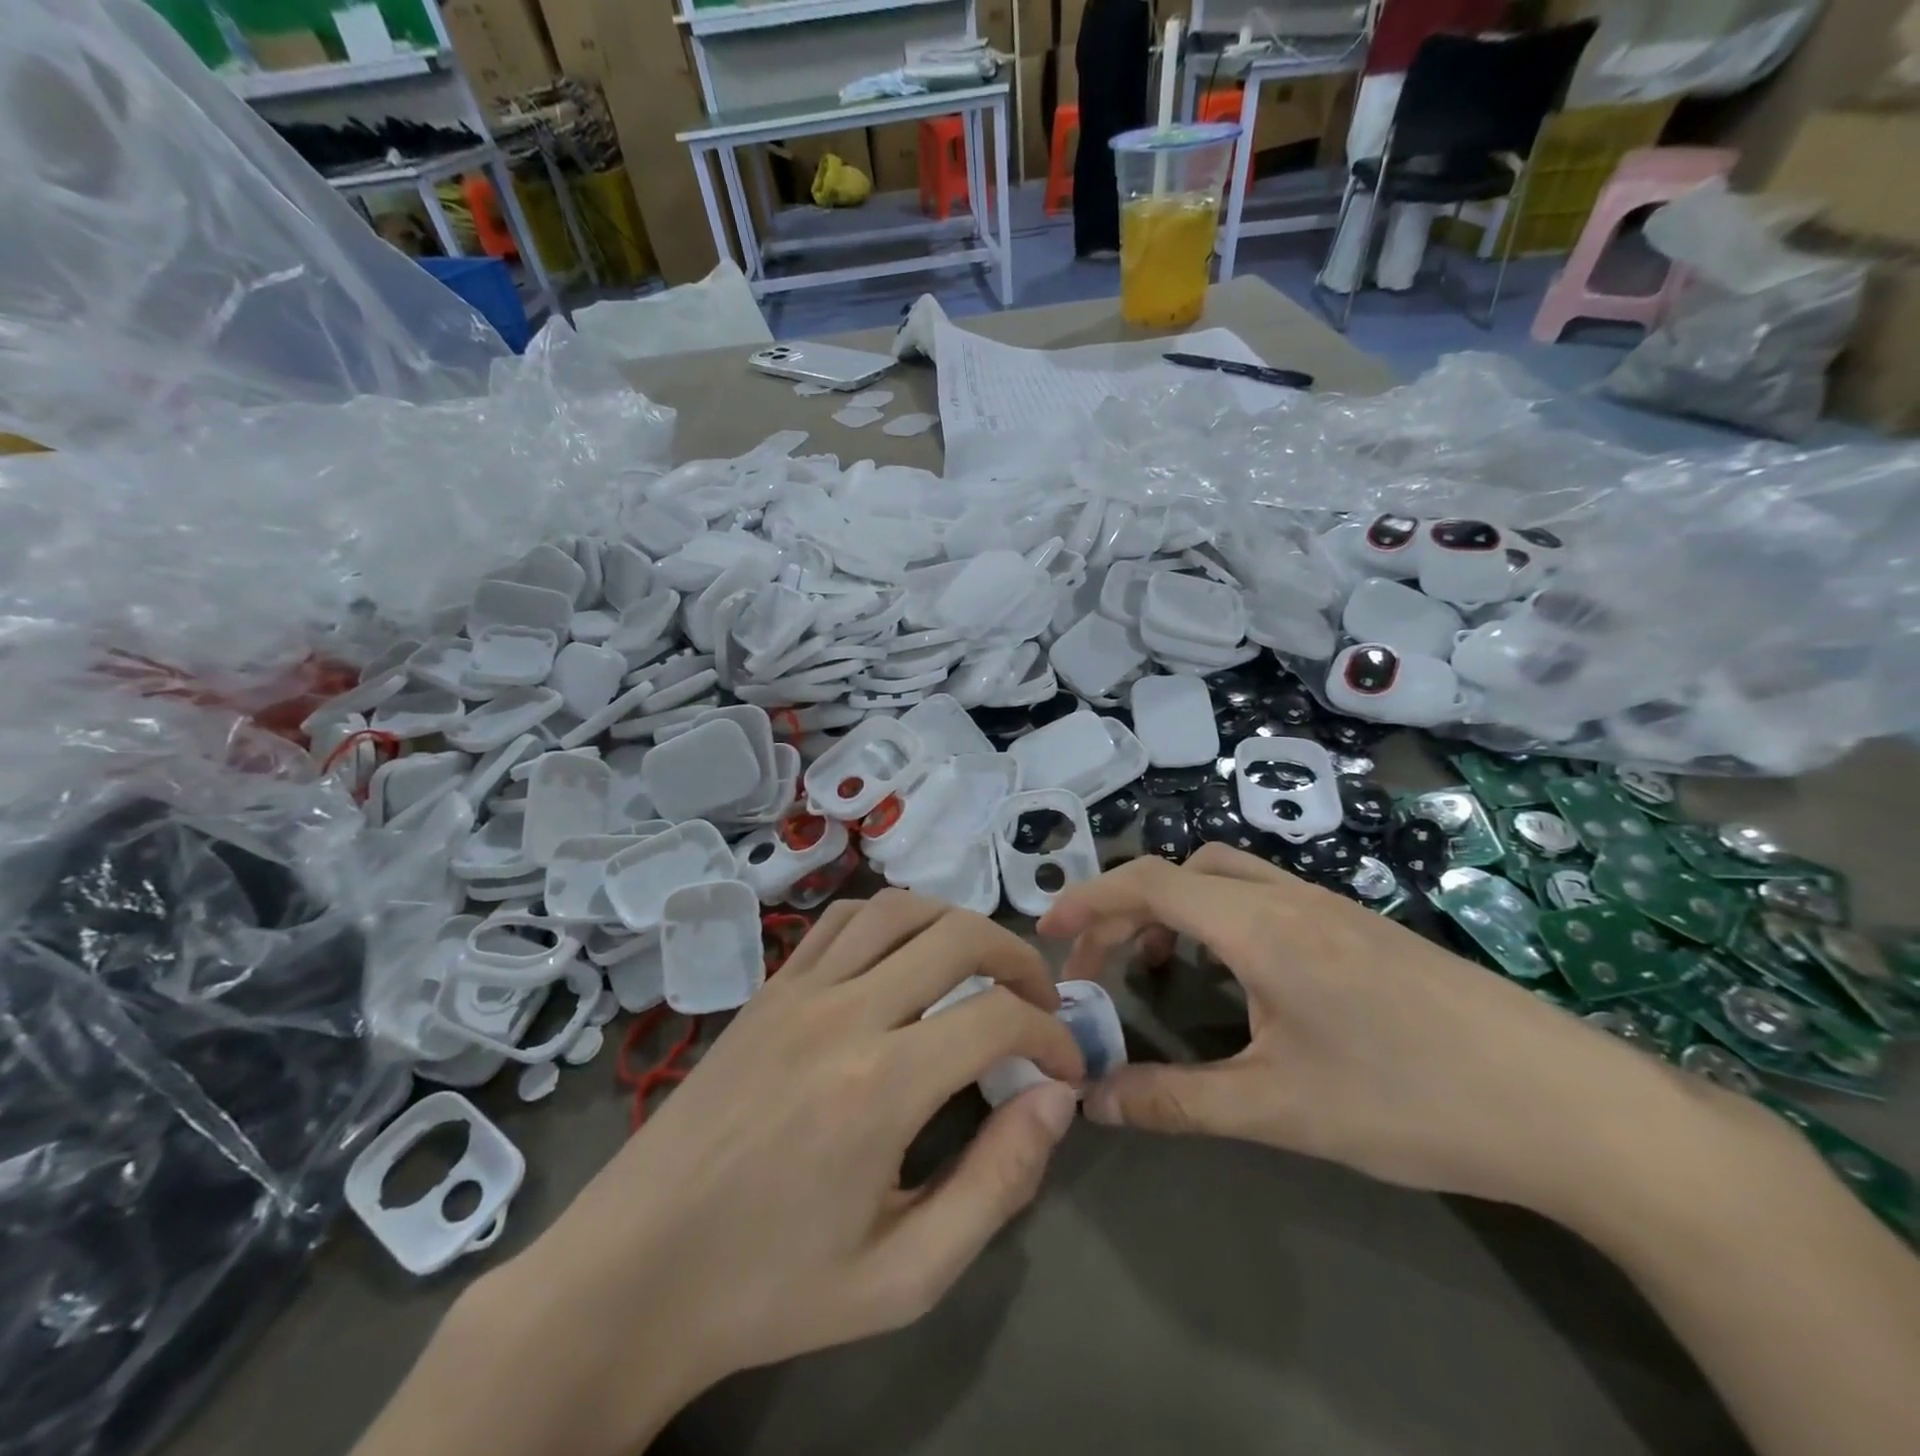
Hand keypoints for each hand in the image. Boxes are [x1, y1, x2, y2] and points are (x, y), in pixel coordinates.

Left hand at [483, 892, 1084, 1451]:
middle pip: (957, 935)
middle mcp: (842, 1014)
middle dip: (1020, 960)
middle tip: (1040, 1004)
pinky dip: (892, 917)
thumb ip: (995, 1185)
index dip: (1052, 1036)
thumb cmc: (771, 1288)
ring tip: (983, 967)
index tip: (1066, 1069)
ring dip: (958, 923)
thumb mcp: (902, 1276)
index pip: (998, 1018)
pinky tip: (904, 954)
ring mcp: (797, 990)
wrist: (633, 1273)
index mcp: (880, 1087)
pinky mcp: (767, 988)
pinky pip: (842, 921)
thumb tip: (1054, 1101)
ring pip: (899, 908)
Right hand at [1037, 844, 1685, 1214]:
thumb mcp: (1279, 1110)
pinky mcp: (1359, 926)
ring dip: (1175, 908)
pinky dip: (1219, 917)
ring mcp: (1330, 906)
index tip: (1046, 932)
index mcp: (1261, 926)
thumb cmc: (1411, 1101)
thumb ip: (1175, 1102)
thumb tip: (1091, 1101)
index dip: (1088, 900)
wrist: (1567, 1106)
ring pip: (1225, 876)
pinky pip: (1262, 896)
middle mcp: (1290, 897)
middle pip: (1181, 870)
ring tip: (1159, 969)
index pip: (1150, 883)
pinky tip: (1235, 977)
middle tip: (1098, 967)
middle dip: (1126, 907)